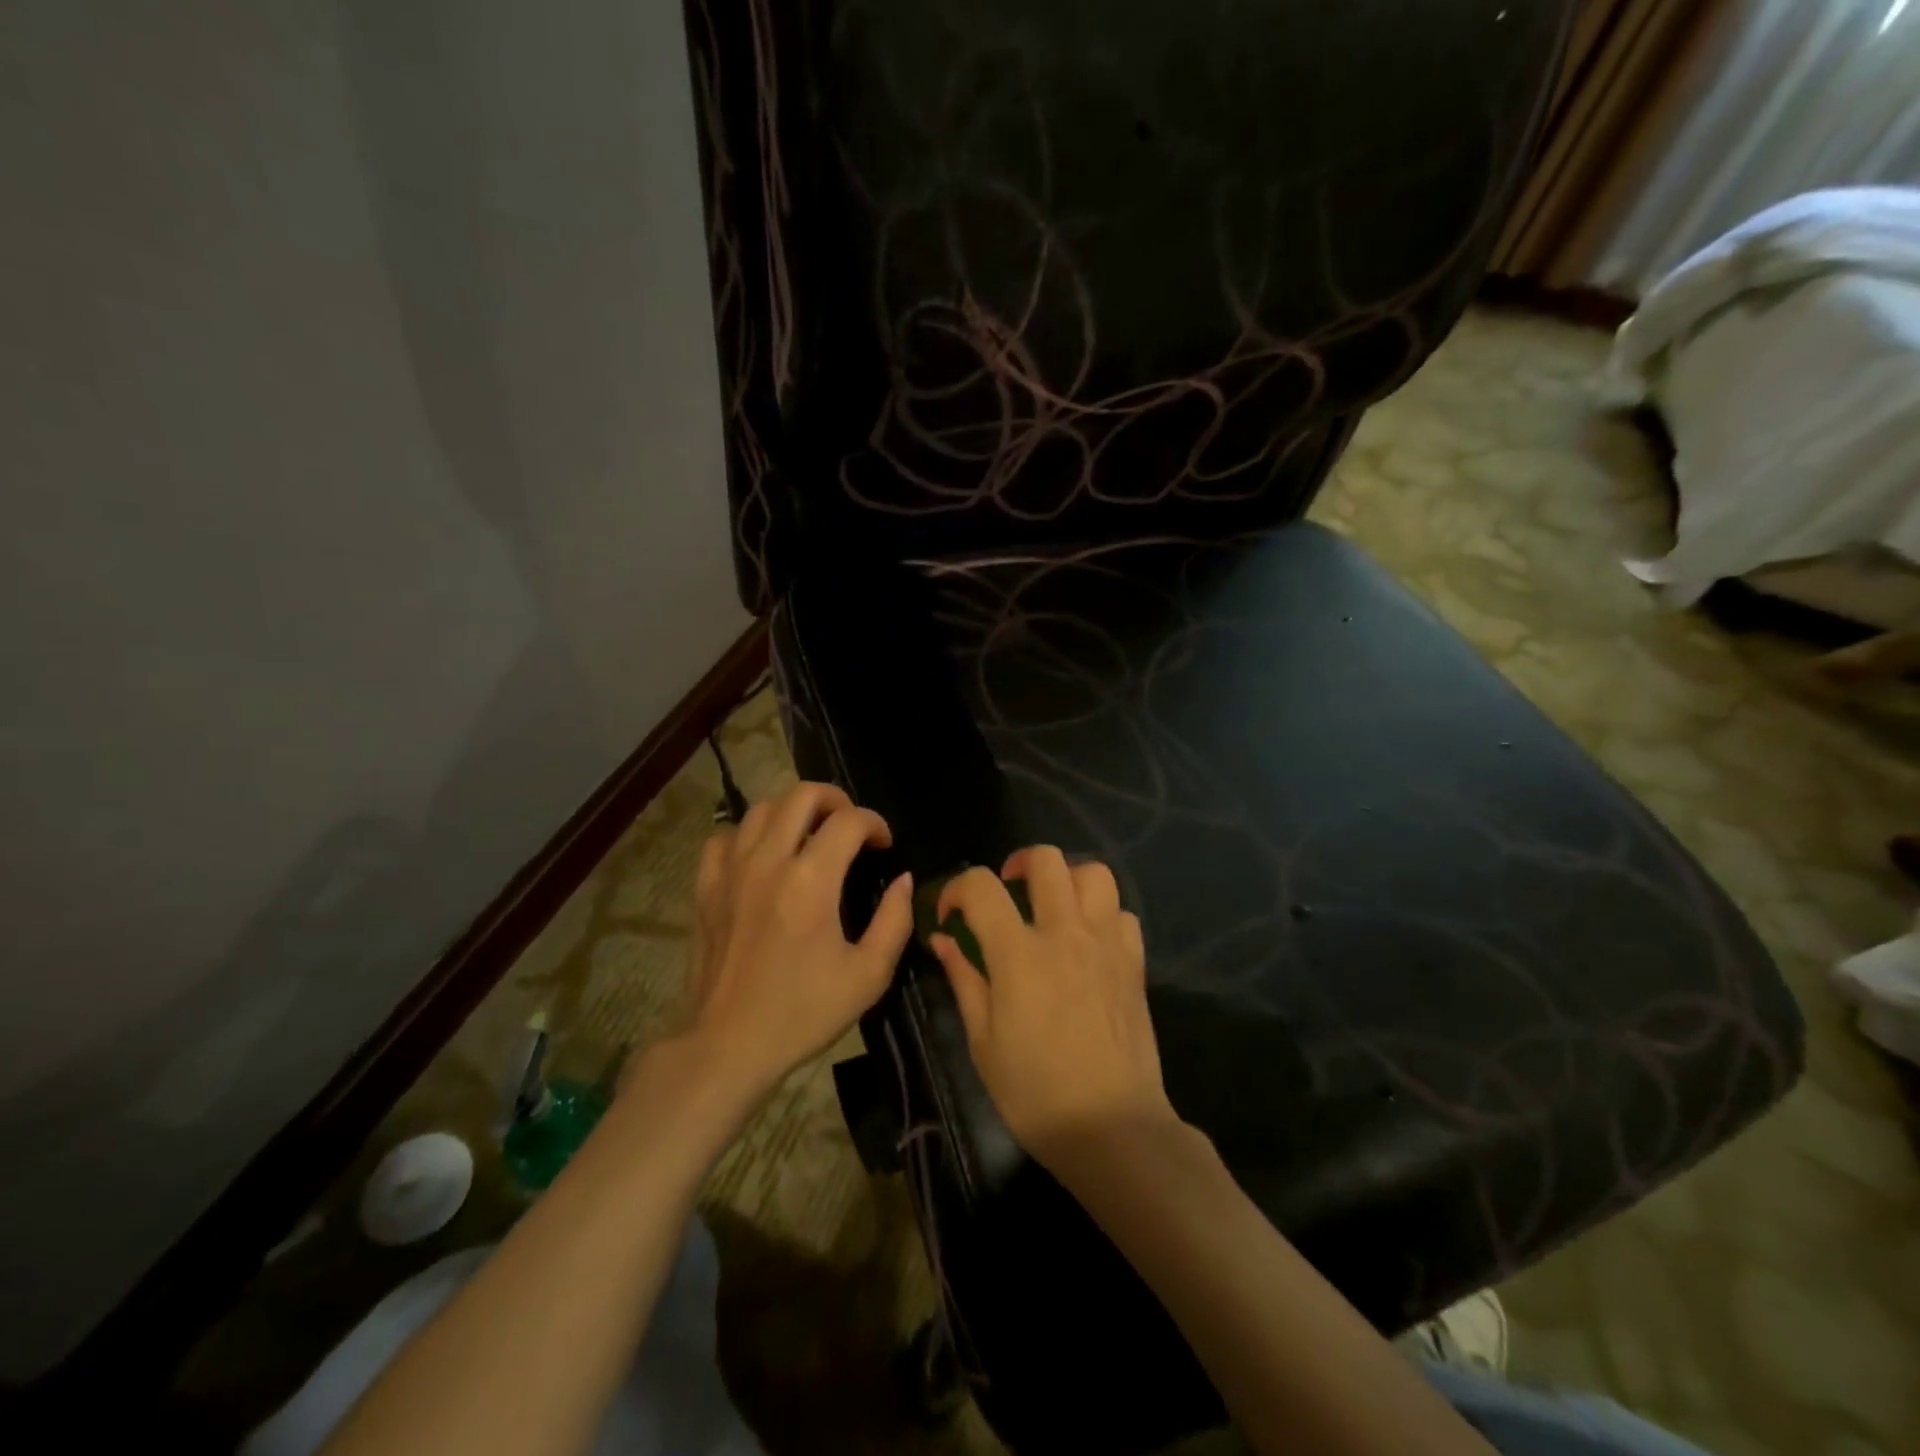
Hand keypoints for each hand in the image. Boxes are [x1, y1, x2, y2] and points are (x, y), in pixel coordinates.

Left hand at [676, 781, 912, 1099]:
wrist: (728, 1046)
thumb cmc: (803, 1013)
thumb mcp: (868, 975)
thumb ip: (895, 921)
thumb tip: (902, 881)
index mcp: (811, 881)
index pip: (849, 821)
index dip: (875, 823)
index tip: (885, 845)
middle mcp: (769, 862)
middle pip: (803, 794)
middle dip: (837, 800)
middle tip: (852, 827)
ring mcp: (732, 871)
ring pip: (763, 808)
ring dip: (794, 812)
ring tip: (810, 836)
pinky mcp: (706, 887)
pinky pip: (726, 837)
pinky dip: (750, 835)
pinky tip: (763, 856)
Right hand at [929, 847, 1177, 1164]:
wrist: (1112, 1128)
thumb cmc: (1035, 1093)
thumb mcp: (983, 1042)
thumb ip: (964, 980)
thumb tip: (942, 940)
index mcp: (1019, 953)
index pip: (981, 886)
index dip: (957, 888)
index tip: (951, 914)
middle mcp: (1065, 933)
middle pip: (1046, 860)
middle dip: (1018, 864)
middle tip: (1008, 892)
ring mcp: (1106, 944)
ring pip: (1094, 873)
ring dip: (1067, 879)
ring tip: (1053, 907)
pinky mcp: (1134, 963)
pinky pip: (1122, 914)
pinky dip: (1102, 915)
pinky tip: (1088, 942)